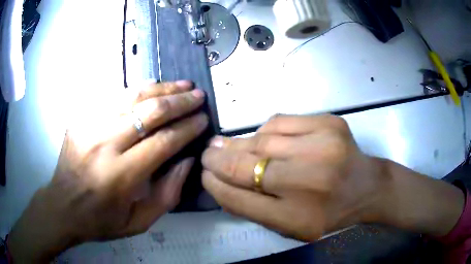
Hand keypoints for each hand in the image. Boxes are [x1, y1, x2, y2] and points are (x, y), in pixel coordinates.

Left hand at [8, 81, 208, 262]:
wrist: (62, 206)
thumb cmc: (101, 220)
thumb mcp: (139, 222)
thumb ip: (167, 194)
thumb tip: (187, 160)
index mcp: (121, 176)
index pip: (163, 142)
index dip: (187, 128)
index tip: (203, 119)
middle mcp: (104, 145)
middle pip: (149, 112)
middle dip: (179, 101)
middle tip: (198, 95)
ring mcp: (89, 126)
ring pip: (132, 97)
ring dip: (161, 88)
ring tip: (182, 85)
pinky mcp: (81, 118)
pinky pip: (113, 97)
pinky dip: (136, 89)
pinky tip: (152, 86)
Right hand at [202, 115, 464, 241]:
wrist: (367, 187)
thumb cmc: (328, 212)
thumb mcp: (290, 226)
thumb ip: (253, 209)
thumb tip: (219, 181)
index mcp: (297, 217)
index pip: (240, 199)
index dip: (215, 185)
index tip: (204, 175)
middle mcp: (309, 181)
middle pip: (246, 166)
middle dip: (218, 159)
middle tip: (206, 154)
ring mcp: (322, 146)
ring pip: (260, 139)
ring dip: (238, 144)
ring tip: (226, 145)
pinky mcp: (329, 123)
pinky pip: (280, 122)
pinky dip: (264, 131)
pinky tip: (263, 138)